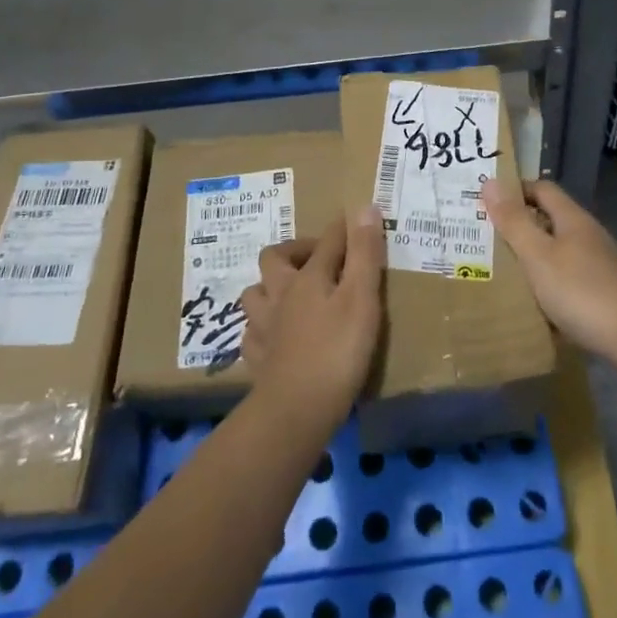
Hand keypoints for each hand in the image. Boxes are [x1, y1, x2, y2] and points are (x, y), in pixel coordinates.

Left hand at [241, 208, 384, 429]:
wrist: (296, 411)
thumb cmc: (337, 351)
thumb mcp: (361, 298)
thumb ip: (364, 253)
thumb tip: (364, 206)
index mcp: (307, 277)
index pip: (327, 240)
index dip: (343, 229)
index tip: (358, 222)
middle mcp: (279, 295)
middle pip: (275, 258)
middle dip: (294, 251)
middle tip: (318, 260)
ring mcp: (263, 328)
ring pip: (254, 294)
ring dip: (270, 288)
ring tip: (290, 296)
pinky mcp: (258, 360)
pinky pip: (252, 334)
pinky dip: (262, 329)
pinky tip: (274, 336)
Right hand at [482, 177, 616, 358]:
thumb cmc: (580, 291)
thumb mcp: (538, 255)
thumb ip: (514, 222)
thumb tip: (490, 182)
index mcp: (573, 219)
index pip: (542, 188)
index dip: (514, 191)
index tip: (486, 204)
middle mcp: (588, 234)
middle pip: (550, 218)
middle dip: (519, 226)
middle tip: (487, 239)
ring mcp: (600, 263)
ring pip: (559, 249)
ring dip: (533, 256)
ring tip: (503, 270)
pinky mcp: (605, 290)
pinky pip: (568, 276)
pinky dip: (549, 281)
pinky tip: (535, 301)